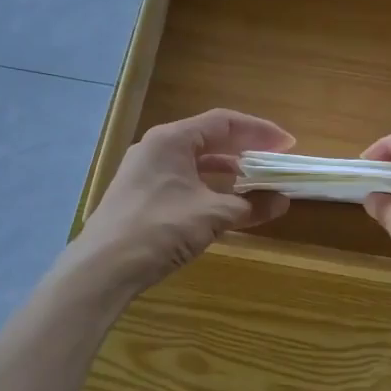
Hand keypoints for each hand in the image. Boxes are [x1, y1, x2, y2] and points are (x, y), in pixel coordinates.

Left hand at [73, 109, 292, 293]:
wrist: (103, 268)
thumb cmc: (159, 229)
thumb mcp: (212, 215)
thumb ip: (250, 205)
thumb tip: (282, 202)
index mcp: (172, 140)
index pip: (223, 122)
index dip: (259, 130)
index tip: (287, 144)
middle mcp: (157, 148)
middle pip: (209, 140)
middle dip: (245, 151)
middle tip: (274, 162)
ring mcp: (146, 173)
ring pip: (196, 163)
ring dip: (228, 172)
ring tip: (256, 184)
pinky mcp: (141, 197)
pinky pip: (184, 182)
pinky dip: (209, 188)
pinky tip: (226, 205)